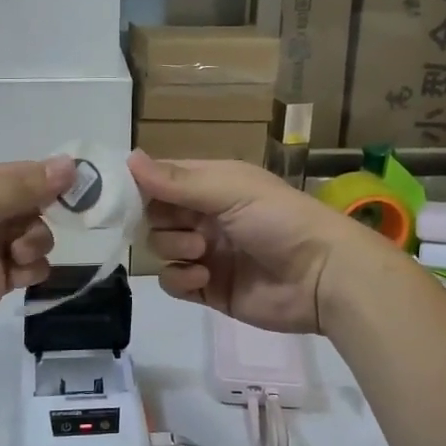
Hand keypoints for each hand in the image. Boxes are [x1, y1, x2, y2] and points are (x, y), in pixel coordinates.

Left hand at [0, 157, 74, 362]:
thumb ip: (21, 189)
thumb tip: (71, 165)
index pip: (25, 173)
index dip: (53, 179)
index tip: (81, 190)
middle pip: (36, 205)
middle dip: (46, 214)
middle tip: (38, 226)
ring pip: (38, 235)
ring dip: (38, 243)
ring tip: (17, 254)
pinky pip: (31, 268)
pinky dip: (33, 269)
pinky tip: (18, 276)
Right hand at [128, 153, 393, 333]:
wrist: (321, 276)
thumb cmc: (278, 220)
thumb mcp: (229, 191)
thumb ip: (177, 181)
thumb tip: (128, 157)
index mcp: (211, 184)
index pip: (162, 180)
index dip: (143, 186)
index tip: (124, 196)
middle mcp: (205, 216)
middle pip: (156, 216)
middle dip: (161, 222)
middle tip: (186, 228)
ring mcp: (206, 253)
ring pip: (161, 248)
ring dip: (174, 249)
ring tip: (203, 253)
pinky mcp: (209, 288)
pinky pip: (174, 282)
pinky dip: (181, 279)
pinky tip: (202, 277)